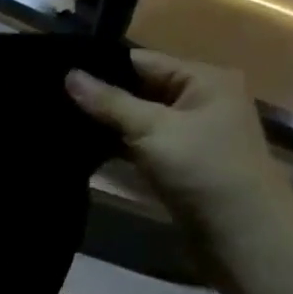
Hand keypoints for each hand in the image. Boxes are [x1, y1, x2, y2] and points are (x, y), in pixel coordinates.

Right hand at [66, 51, 292, 247]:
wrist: (241, 233)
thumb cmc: (203, 168)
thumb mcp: (152, 129)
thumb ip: (108, 102)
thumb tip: (68, 74)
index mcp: (204, 79)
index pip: (141, 61)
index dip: (100, 67)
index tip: (56, 73)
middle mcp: (199, 100)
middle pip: (139, 89)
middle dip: (100, 96)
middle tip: (50, 98)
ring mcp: (190, 134)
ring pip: (138, 119)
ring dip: (106, 123)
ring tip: (57, 120)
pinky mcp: (179, 162)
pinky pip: (141, 144)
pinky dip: (117, 145)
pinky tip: (82, 147)